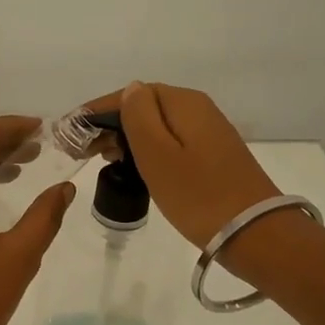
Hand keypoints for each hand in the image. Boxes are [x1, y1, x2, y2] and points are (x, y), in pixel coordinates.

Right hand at [83, 83, 280, 249]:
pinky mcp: (213, 156)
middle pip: (144, 107)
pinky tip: (133, 167)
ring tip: (102, 159)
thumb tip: (130, 90)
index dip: (97, 111)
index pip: (131, 94)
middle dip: (110, 124)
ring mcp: (208, 133)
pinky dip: (146, 151)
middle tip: (81, 150)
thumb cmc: (198, 195)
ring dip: (126, 138)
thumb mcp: (158, 154)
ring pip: (157, 126)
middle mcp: (198, 109)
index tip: (70, 132)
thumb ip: (139, 116)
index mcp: (183, 103)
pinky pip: (170, 143)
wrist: (255, 234)